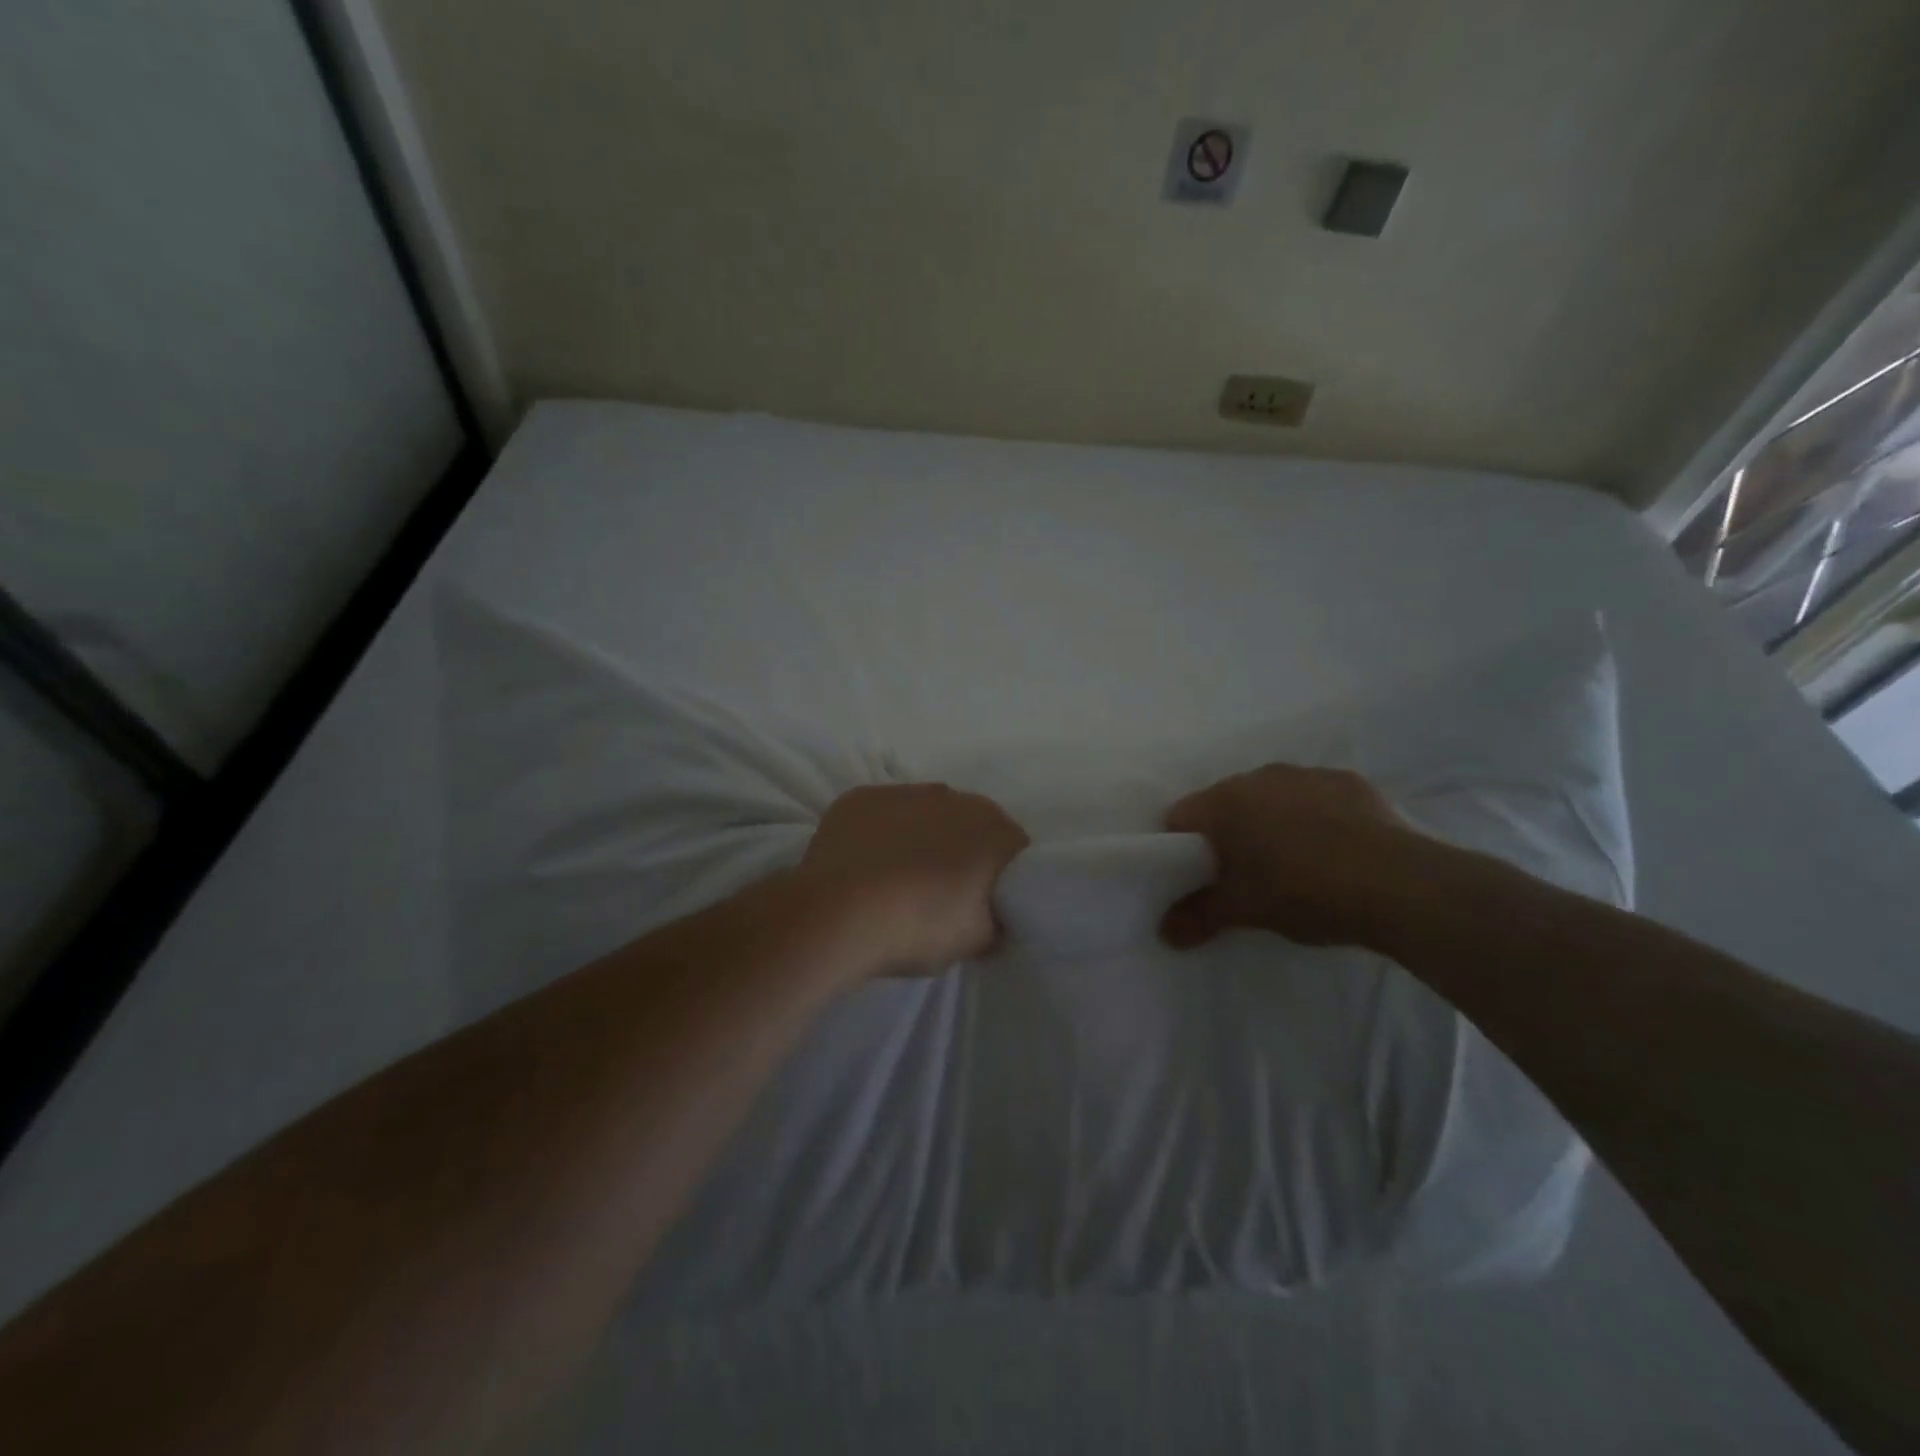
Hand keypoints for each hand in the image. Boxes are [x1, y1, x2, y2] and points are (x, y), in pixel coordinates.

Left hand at [796, 783, 1030, 976]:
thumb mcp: (977, 940)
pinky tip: (866, 863)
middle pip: (968, 822)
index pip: (1012, 847)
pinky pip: (881, 813)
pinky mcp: (860, 797)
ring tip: (899, 876)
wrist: (840, 914)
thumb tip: (994, 914)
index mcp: (992, 829)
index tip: (987, 900)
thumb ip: (996, 919)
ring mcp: (903, 792)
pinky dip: (879, 832)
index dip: (1002, 874)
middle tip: (944, 889)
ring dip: (920, 835)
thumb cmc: (920, 926)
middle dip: (962, 848)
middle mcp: (953, 798)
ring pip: (923, 812)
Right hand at [1160, 764, 1437, 949]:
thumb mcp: (1244, 911)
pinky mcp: (1350, 782)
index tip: (1199, 877)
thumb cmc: (1303, 892)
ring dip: (1271, 822)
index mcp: (1224, 802)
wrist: (1398, 884)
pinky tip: (1334, 850)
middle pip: (1225, 804)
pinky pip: (1314, 798)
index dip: (1182, 849)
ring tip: (1293, 863)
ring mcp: (1306, 774)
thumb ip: (1198, 917)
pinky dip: (1314, 817)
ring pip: (1271, 797)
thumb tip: (1165, 932)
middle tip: (1244, 875)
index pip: (1180, 817)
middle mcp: (1259, 776)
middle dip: (1228, 834)